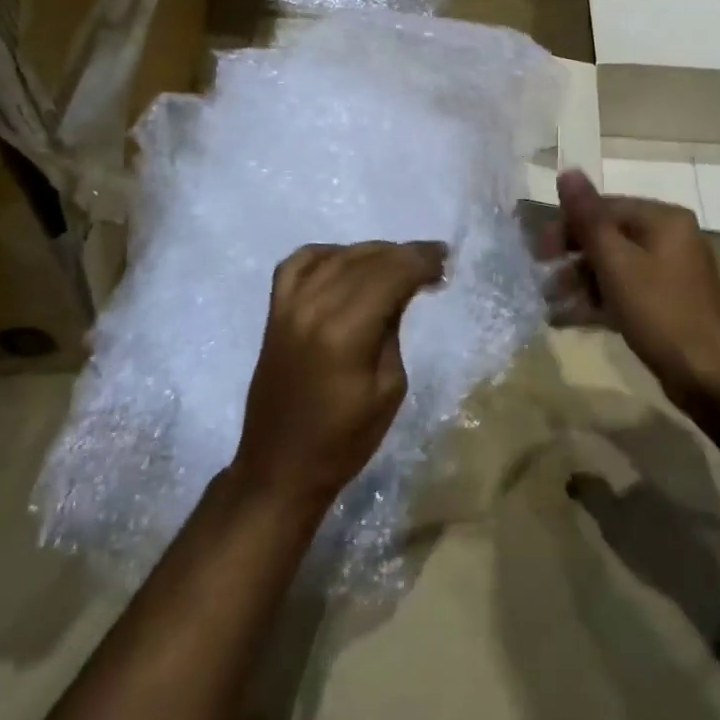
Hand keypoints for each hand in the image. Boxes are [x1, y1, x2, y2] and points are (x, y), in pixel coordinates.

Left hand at [232, 240, 446, 513]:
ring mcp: (289, 306)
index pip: (391, 274)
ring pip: (337, 256)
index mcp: (346, 331)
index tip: (445, 260)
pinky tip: (346, 261)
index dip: (421, 261)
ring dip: (372, 252)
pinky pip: (298, 264)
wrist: (280, 467)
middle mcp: (314, 307)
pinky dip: (326, 254)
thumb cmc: (344, 440)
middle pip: (366, 260)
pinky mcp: (274, 312)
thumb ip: (392, 329)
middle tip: (433, 259)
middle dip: (404, 254)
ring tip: (398, 261)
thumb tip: (399, 293)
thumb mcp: (389, 388)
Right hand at [546, 171, 719, 410]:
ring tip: (549, 303)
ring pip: (615, 267)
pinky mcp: (667, 305)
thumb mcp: (617, 262)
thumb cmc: (661, 312)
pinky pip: (625, 292)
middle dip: (572, 257)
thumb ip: (588, 217)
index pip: (605, 207)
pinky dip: (598, 301)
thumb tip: (568, 170)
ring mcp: (671, 274)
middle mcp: (671, 239)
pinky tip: (567, 318)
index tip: (539, 252)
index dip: (568, 225)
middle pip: (609, 236)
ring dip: (580, 282)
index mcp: (663, 220)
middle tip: (542, 278)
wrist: (712, 378)